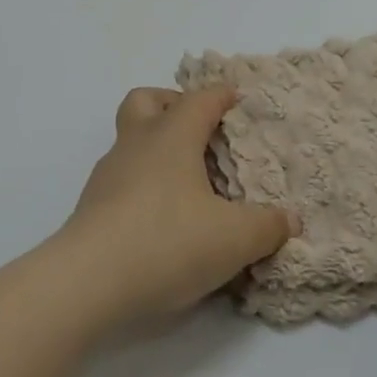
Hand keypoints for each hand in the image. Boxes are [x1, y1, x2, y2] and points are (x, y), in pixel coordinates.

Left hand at [57, 87, 294, 322]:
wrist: (88, 280)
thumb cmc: (167, 242)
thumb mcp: (234, 239)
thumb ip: (267, 226)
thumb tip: (288, 219)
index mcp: (170, 138)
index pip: (198, 100)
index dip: (221, 95)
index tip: (238, 98)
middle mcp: (135, 145)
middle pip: (146, 102)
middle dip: (172, 104)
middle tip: (200, 129)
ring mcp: (108, 174)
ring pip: (130, 141)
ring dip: (156, 149)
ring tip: (189, 182)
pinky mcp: (93, 205)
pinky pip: (122, 178)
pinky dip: (144, 184)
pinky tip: (163, 217)